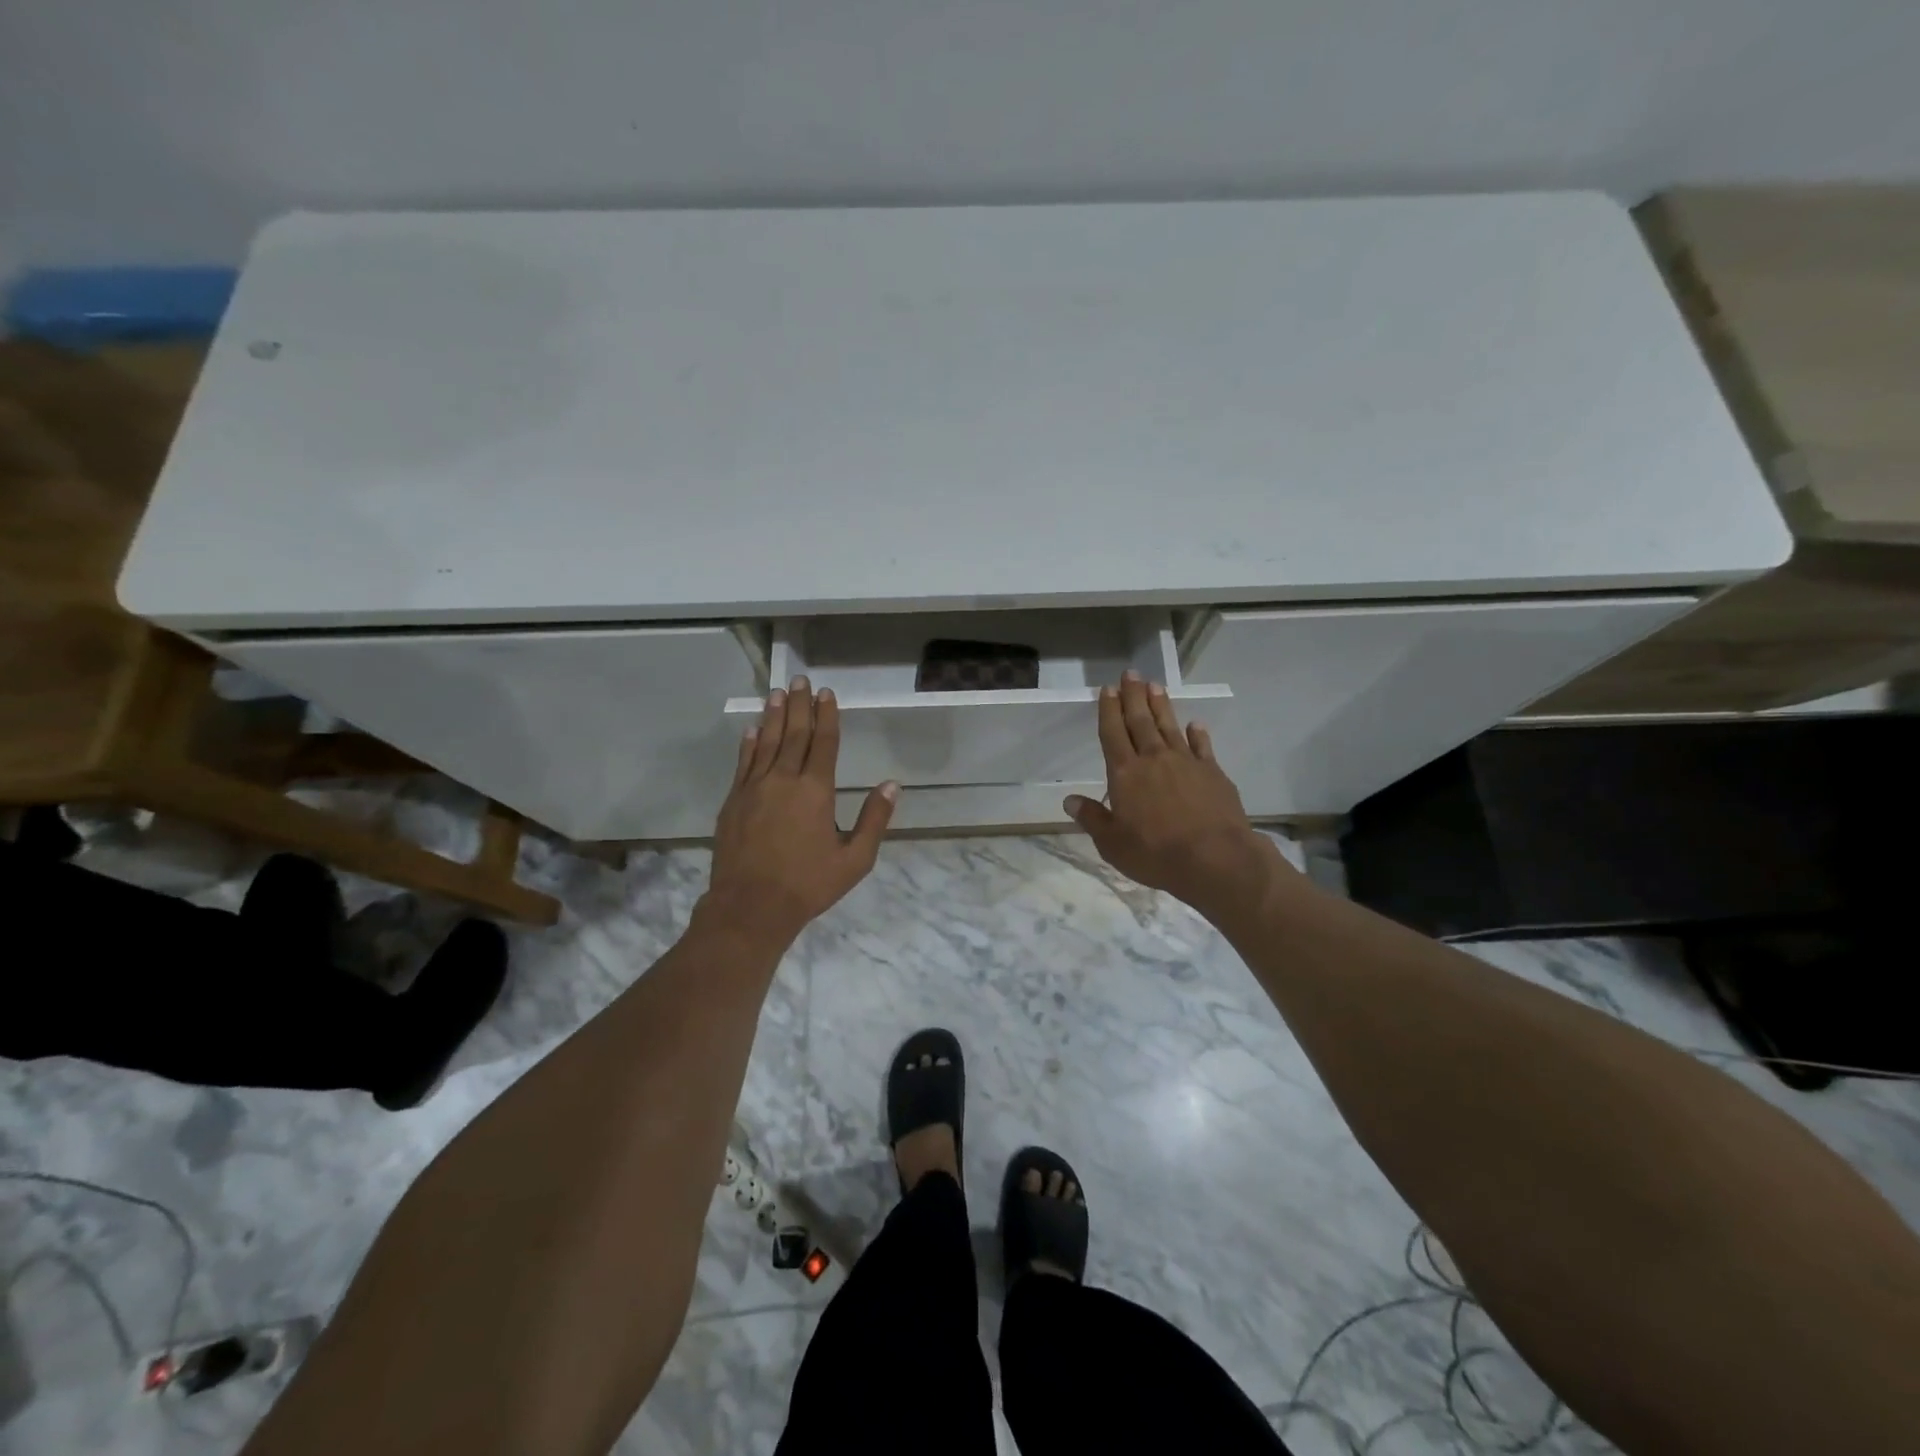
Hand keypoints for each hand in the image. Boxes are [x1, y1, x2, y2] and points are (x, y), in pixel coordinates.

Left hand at [706, 677, 897, 944]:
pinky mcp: (734, 802)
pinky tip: (752, 730)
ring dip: (774, 716)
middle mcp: (784, 780)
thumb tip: (892, 785)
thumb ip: (874, 820)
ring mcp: (754, 789)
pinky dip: (749, 744)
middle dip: (800, 706)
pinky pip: (743, 764)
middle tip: (800, 681)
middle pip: (794, 735)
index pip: (823, 743)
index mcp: (816, 791)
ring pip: (767, 743)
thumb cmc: (808, 884)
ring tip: (778, 693)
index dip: (827, 716)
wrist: (751, 906)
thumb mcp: (855, 859)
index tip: (826, 694)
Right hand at [1065, 673, 1287, 920]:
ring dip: (1161, 706)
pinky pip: (1202, 746)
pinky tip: (1195, 724)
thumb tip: (1069, 801)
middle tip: (1130, 674)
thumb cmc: (1156, 854)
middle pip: (1140, 721)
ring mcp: (1186, 763)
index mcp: (1125, 774)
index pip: (1113, 734)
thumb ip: (1092, 819)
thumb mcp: (1113, 844)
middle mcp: (1153, 759)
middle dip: (1133, 696)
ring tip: (1155, 686)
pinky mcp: (1213, 773)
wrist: (1215, 859)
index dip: (1109, 710)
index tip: (1107, 689)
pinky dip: (1197, 734)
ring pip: (1169, 726)